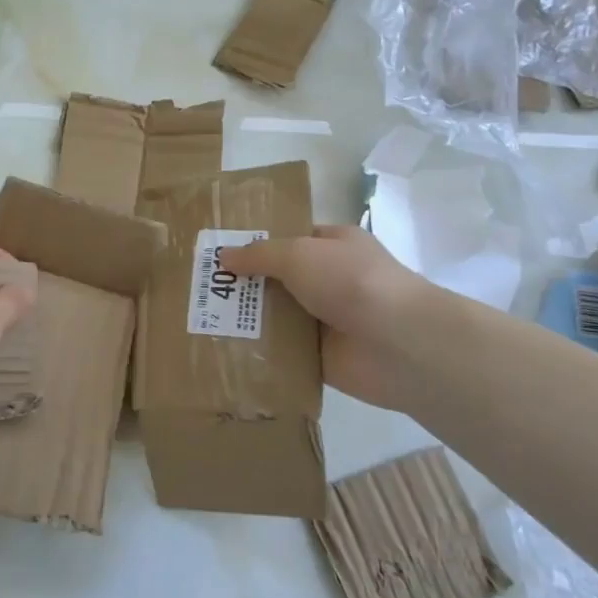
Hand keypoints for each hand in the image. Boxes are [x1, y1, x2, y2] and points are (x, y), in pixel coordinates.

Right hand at [220, 226, 433, 411]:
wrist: (400, 344)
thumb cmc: (351, 282)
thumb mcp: (299, 254)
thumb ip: (260, 255)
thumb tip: (224, 257)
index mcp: (333, 246)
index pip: (289, 239)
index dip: (254, 244)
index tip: (215, 253)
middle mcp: (330, 280)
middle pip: (277, 279)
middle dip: (243, 284)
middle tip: (197, 289)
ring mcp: (325, 320)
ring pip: (276, 317)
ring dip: (246, 320)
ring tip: (199, 321)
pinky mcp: (320, 358)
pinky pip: (282, 353)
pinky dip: (259, 353)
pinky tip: (223, 352)